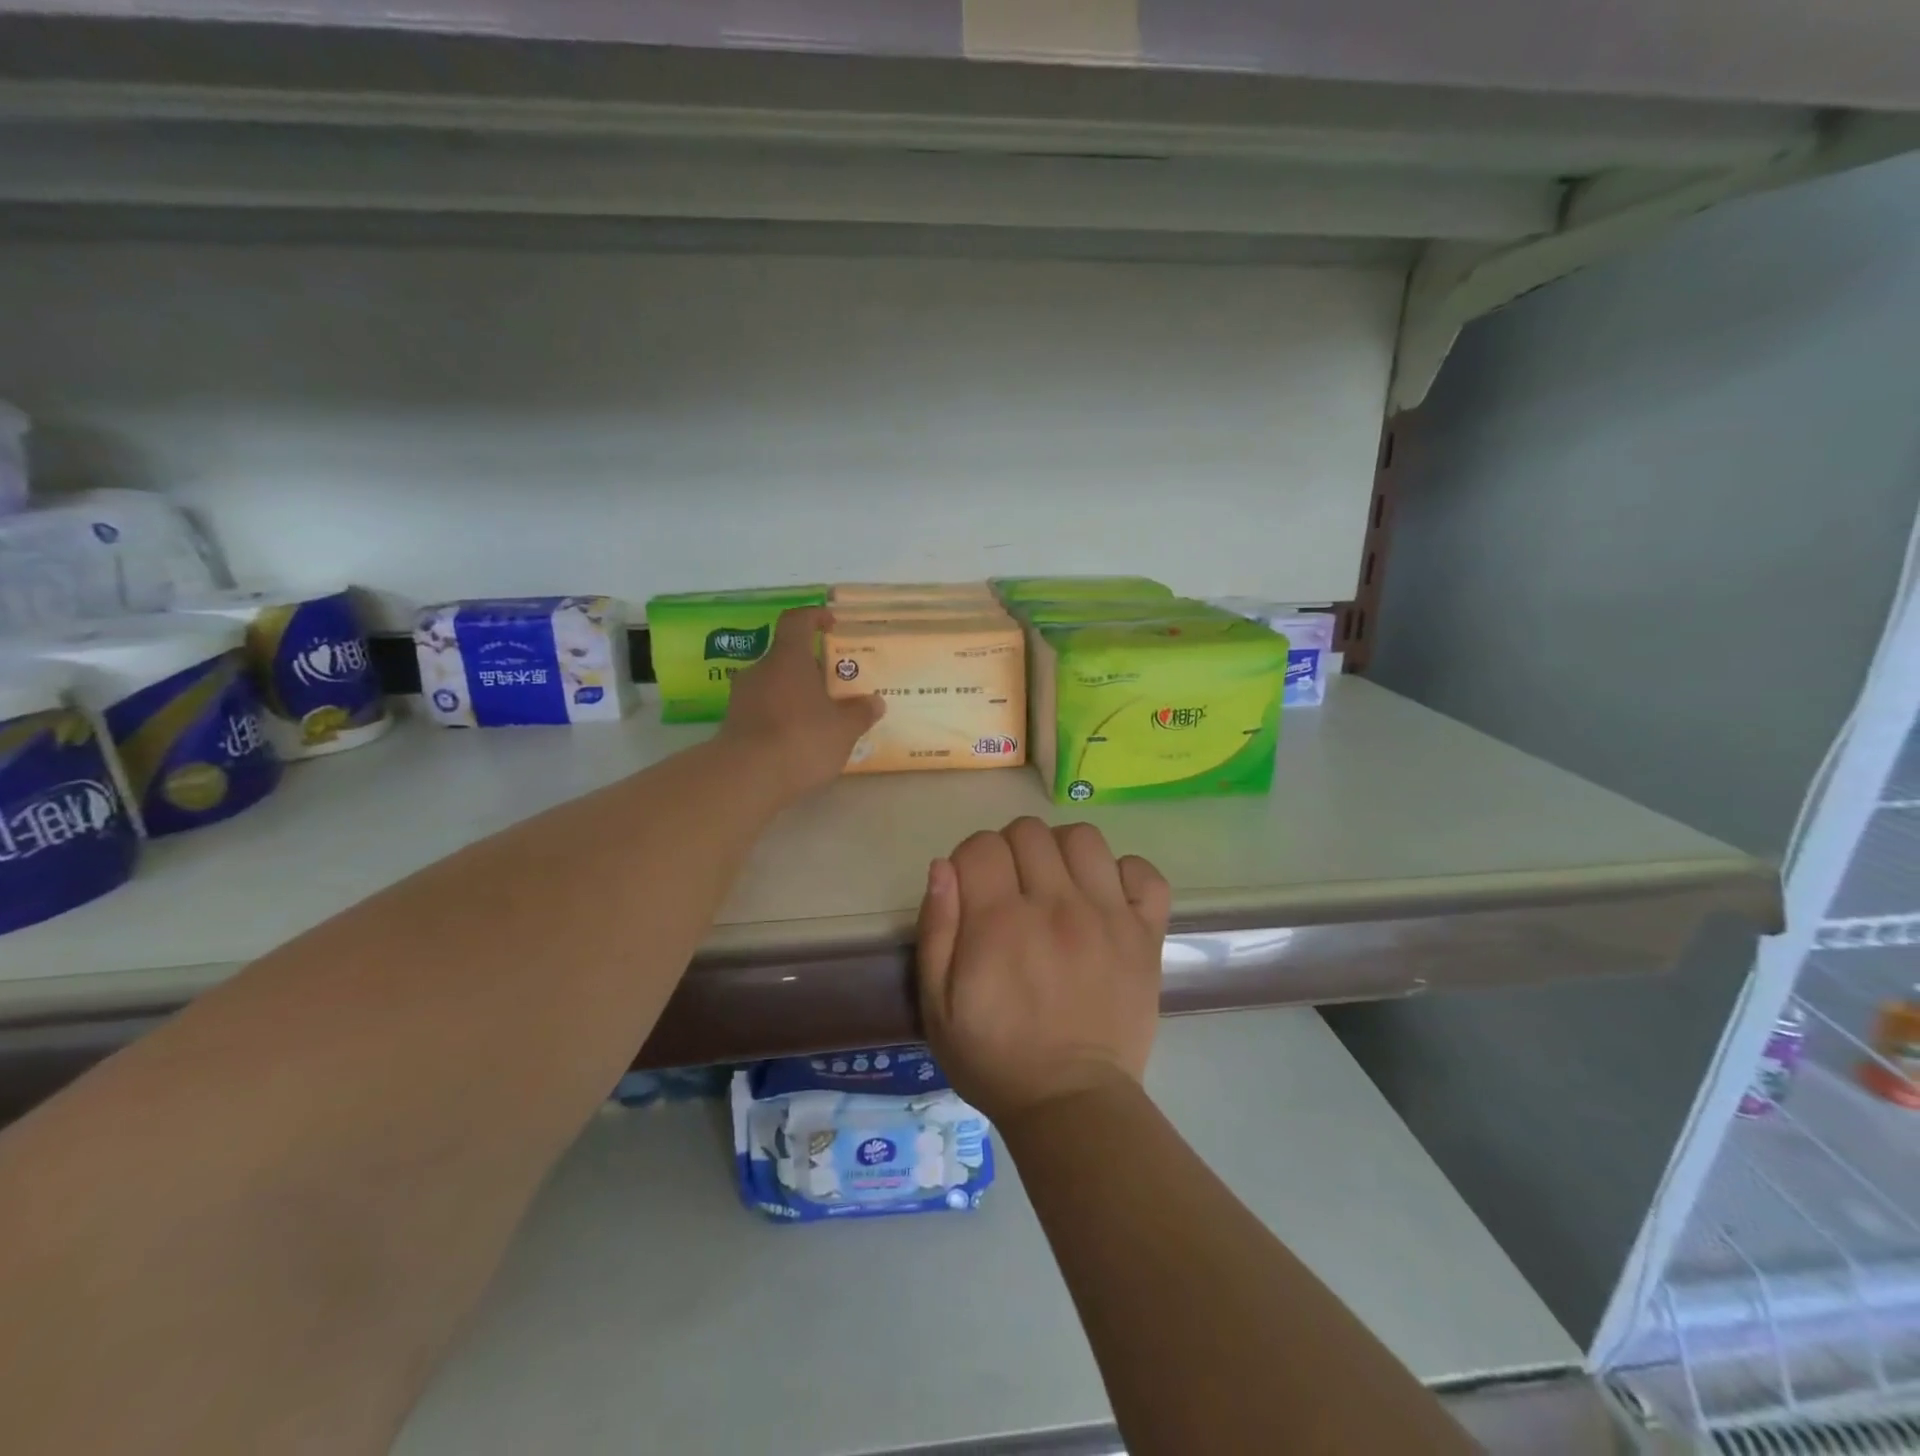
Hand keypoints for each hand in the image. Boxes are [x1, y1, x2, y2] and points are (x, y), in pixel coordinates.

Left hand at [718, 607, 882, 799]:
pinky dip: (781, 717)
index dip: (814, 616)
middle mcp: (760, 670)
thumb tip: (874, 702)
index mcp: (788, 658)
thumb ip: (860, 713)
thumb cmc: (801, 739)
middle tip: (836, 687)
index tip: (831, 624)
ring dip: (796, 695)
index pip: (797, 620)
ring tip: (821, 718)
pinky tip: (799, 741)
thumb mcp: (843, 729)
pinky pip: (763, 710)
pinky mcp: (734, 724)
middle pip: (787, 657)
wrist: (746, 778)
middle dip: (812, 668)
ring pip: (774, 685)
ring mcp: (742, 697)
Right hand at [916, 818, 1170, 1126]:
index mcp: (999, 923)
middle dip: (1011, 850)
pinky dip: (1124, 875)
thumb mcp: (938, 1005)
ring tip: (1057, 886)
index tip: (973, 888)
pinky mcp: (1145, 934)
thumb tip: (944, 866)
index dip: (970, 859)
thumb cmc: (994, 1057)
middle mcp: (1055, 906)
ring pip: (1083, 838)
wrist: (1071, 1103)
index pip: (982, 845)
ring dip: (1062, 852)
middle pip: (1029, 831)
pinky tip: (1105, 898)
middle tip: (1012, 889)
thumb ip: (936, 929)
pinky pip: (1143, 873)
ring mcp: (1107, 917)